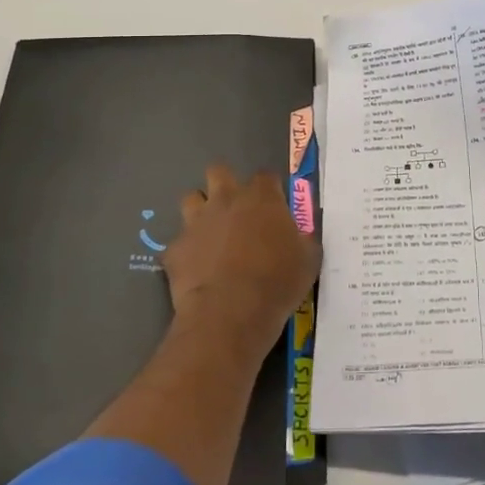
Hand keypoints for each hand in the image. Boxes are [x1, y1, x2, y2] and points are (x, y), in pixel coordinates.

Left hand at [163, 164, 319, 359]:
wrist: (230, 313)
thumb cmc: (277, 282)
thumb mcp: (309, 260)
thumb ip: (304, 239)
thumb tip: (301, 235)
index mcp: (262, 197)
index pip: (265, 176)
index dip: (269, 189)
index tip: (274, 206)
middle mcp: (226, 199)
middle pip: (218, 171)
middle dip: (225, 184)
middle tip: (235, 210)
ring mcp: (196, 222)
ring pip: (191, 199)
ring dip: (200, 211)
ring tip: (211, 233)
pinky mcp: (175, 248)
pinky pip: (179, 241)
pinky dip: (187, 251)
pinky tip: (196, 269)